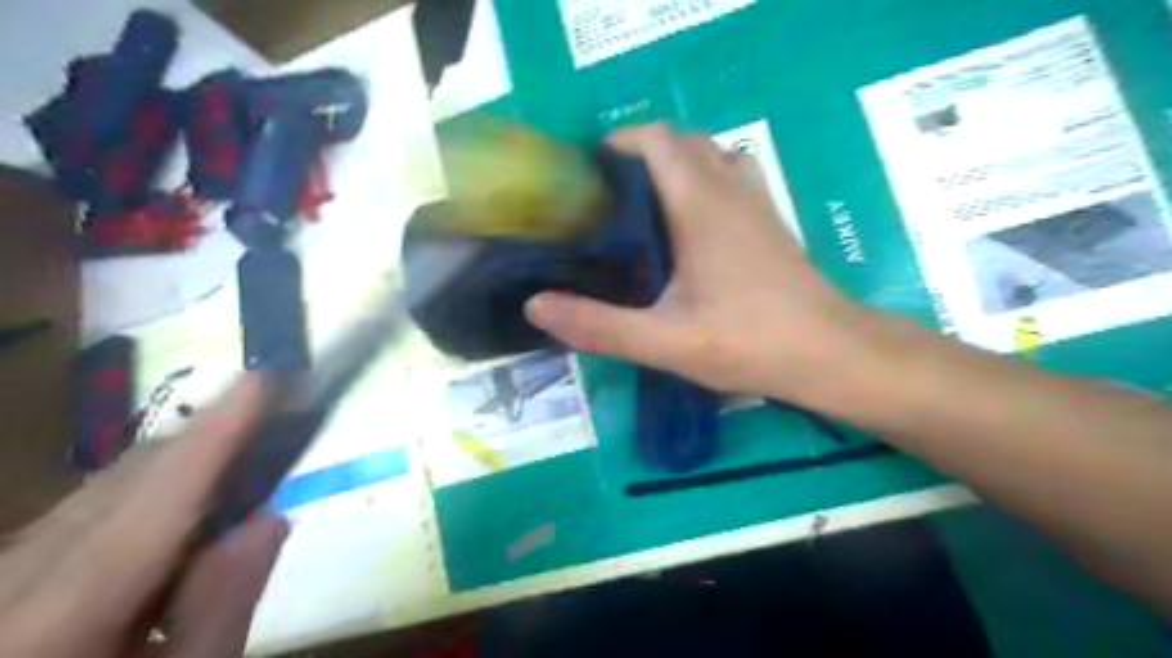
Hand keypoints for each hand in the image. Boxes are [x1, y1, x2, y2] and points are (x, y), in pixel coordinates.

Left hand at [0, 378, 287, 656]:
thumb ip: (221, 608)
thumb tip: (269, 519)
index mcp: (51, 622)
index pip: (151, 505)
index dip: (214, 437)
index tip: (262, 379)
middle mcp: (7, 582)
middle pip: (127, 483)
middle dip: (207, 443)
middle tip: (277, 425)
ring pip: (103, 488)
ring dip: (180, 467)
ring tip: (241, 470)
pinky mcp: (3, 568)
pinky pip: (83, 508)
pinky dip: (145, 493)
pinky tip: (181, 514)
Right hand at [526, 122, 872, 404]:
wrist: (830, 354)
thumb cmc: (749, 342)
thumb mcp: (665, 341)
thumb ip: (599, 325)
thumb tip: (536, 306)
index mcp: (701, 204)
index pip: (657, 139)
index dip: (617, 145)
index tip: (586, 176)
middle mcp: (731, 189)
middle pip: (681, 142)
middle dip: (639, 156)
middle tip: (605, 199)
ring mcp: (757, 202)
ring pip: (710, 155)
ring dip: (673, 166)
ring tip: (642, 208)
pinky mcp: (770, 221)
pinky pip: (730, 176)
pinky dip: (702, 181)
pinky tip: (687, 228)